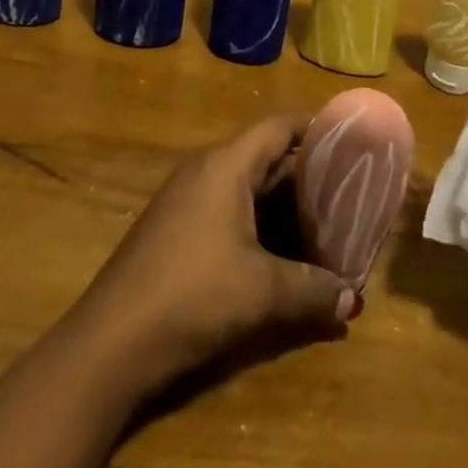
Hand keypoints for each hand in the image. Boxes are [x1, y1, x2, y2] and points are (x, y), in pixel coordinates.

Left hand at [72, 115, 355, 391]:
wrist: (111, 340)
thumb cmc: (193, 294)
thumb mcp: (261, 293)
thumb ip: (311, 290)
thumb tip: (355, 300)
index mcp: (226, 164)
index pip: (277, 126)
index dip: (313, 127)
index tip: (347, 137)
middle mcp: (205, 168)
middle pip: (263, 155)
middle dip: (304, 172)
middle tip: (345, 189)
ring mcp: (185, 197)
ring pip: (245, 184)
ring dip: (280, 201)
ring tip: (320, 221)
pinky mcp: (175, 226)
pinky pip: (226, 205)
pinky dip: (256, 218)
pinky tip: (277, 249)